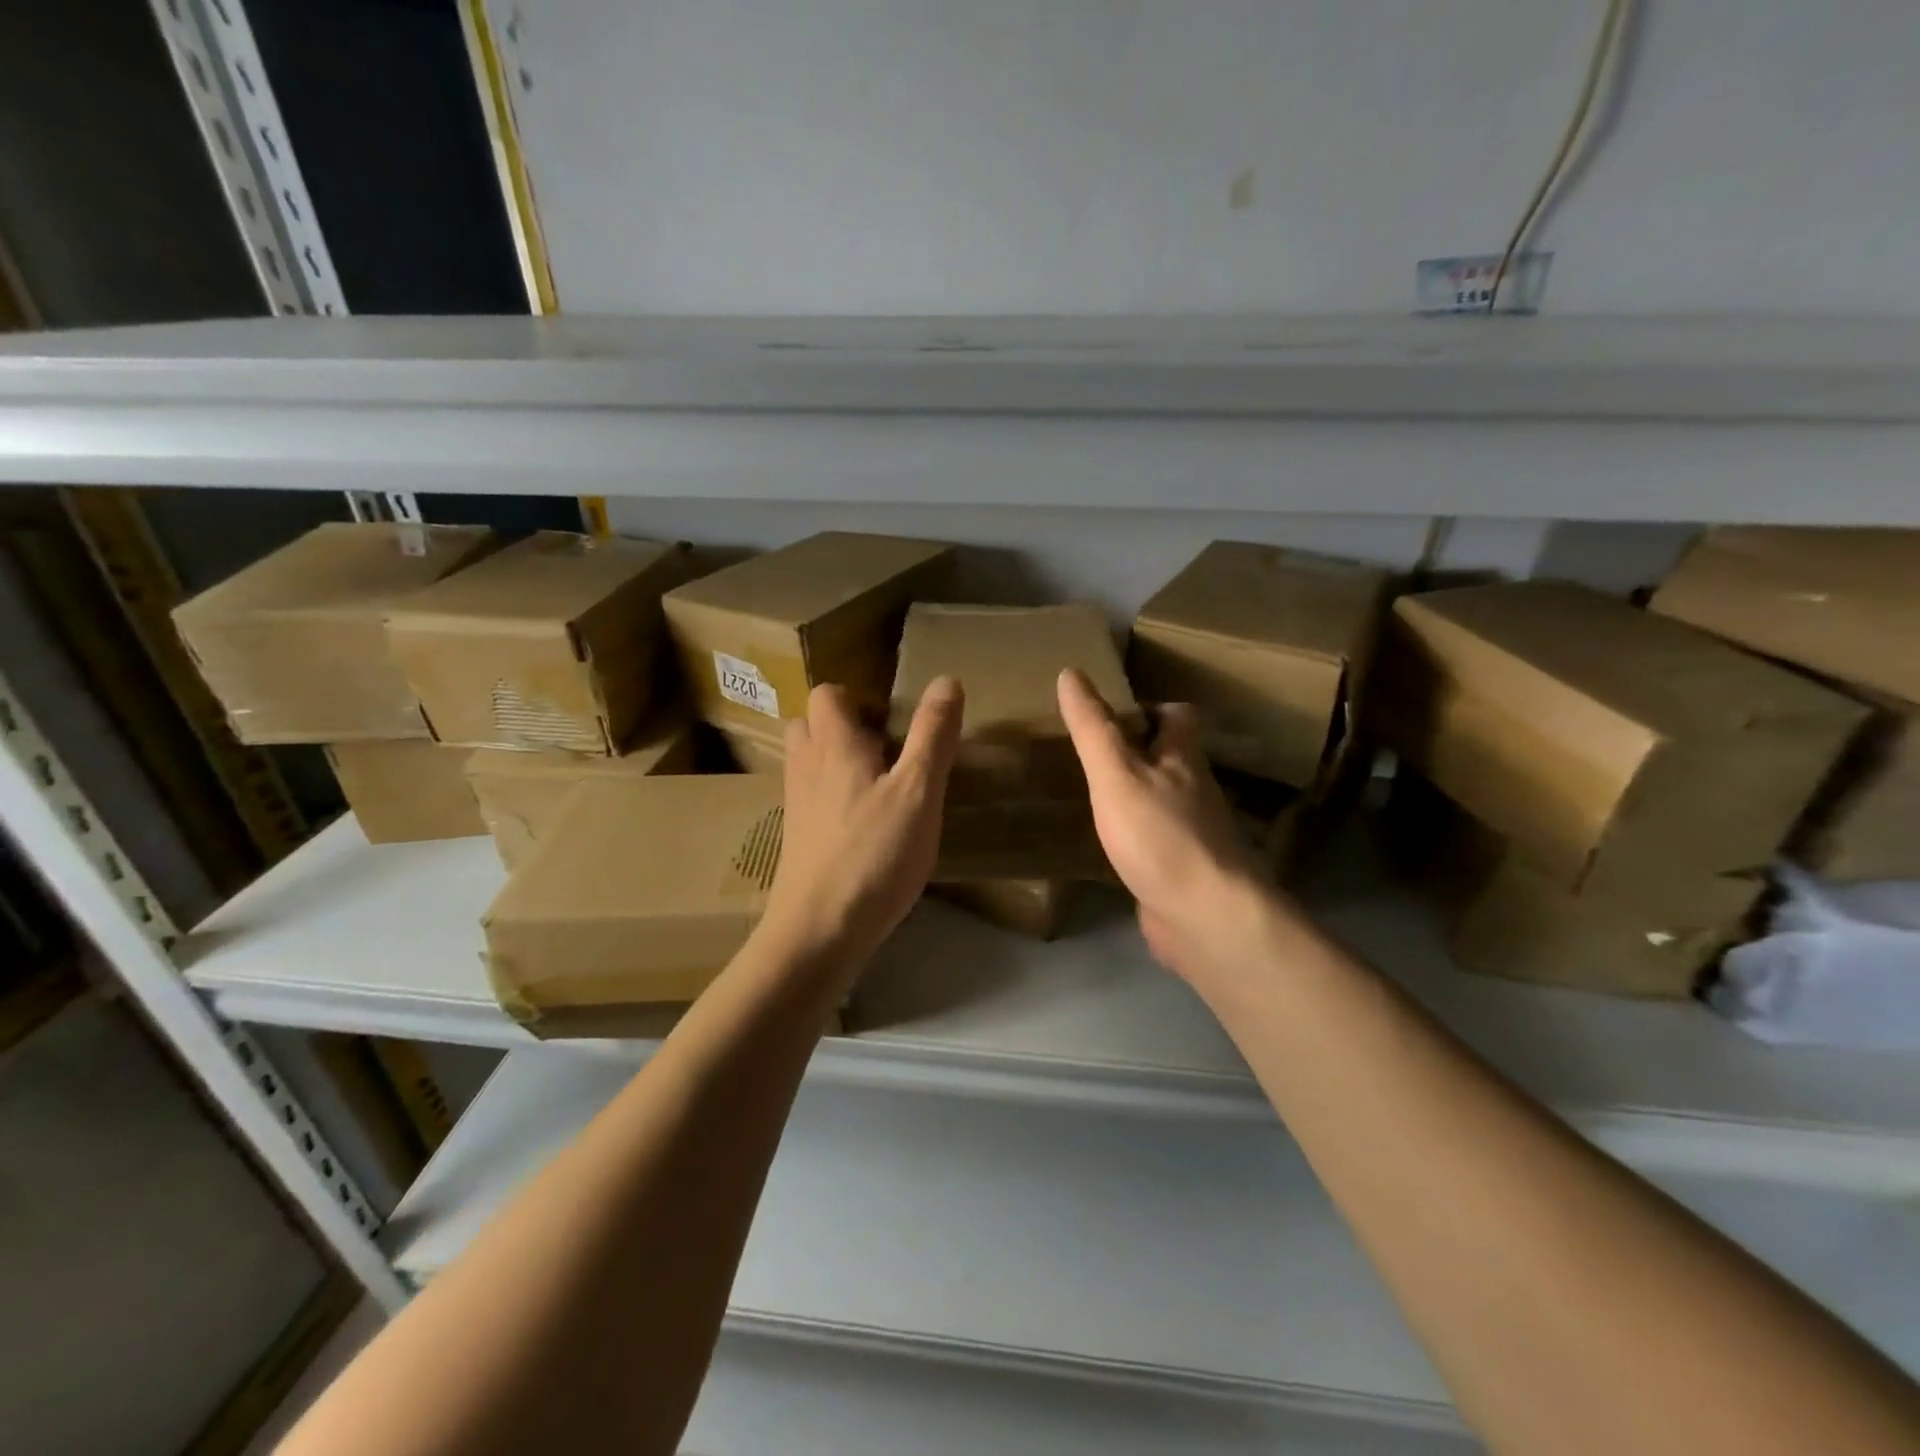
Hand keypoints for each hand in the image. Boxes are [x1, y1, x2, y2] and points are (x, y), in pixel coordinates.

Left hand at [760, 678, 963, 969]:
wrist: (819, 930)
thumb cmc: (874, 854)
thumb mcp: (918, 791)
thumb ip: (932, 735)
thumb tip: (946, 679)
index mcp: (833, 744)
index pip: (828, 694)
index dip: (858, 698)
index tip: (894, 721)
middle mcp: (806, 766)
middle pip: (810, 724)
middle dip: (843, 727)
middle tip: (886, 750)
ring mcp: (795, 804)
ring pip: (808, 762)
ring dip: (836, 761)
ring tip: (879, 785)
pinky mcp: (797, 838)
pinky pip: (810, 797)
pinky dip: (832, 796)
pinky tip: (864, 825)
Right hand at [1057, 668, 1287, 985]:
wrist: (1205, 918)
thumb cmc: (1160, 836)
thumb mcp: (1116, 774)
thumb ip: (1093, 728)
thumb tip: (1070, 672)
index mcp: (1183, 759)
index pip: (1179, 716)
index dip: (1150, 708)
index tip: (1111, 714)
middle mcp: (1194, 791)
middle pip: (1170, 759)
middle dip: (1135, 752)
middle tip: (1088, 754)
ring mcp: (1190, 834)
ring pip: (1161, 801)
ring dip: (1132, 795)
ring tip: (1087, 794)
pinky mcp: (1180, 872)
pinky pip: (1154, 843)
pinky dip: (1132, 838)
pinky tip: (1103, 846)